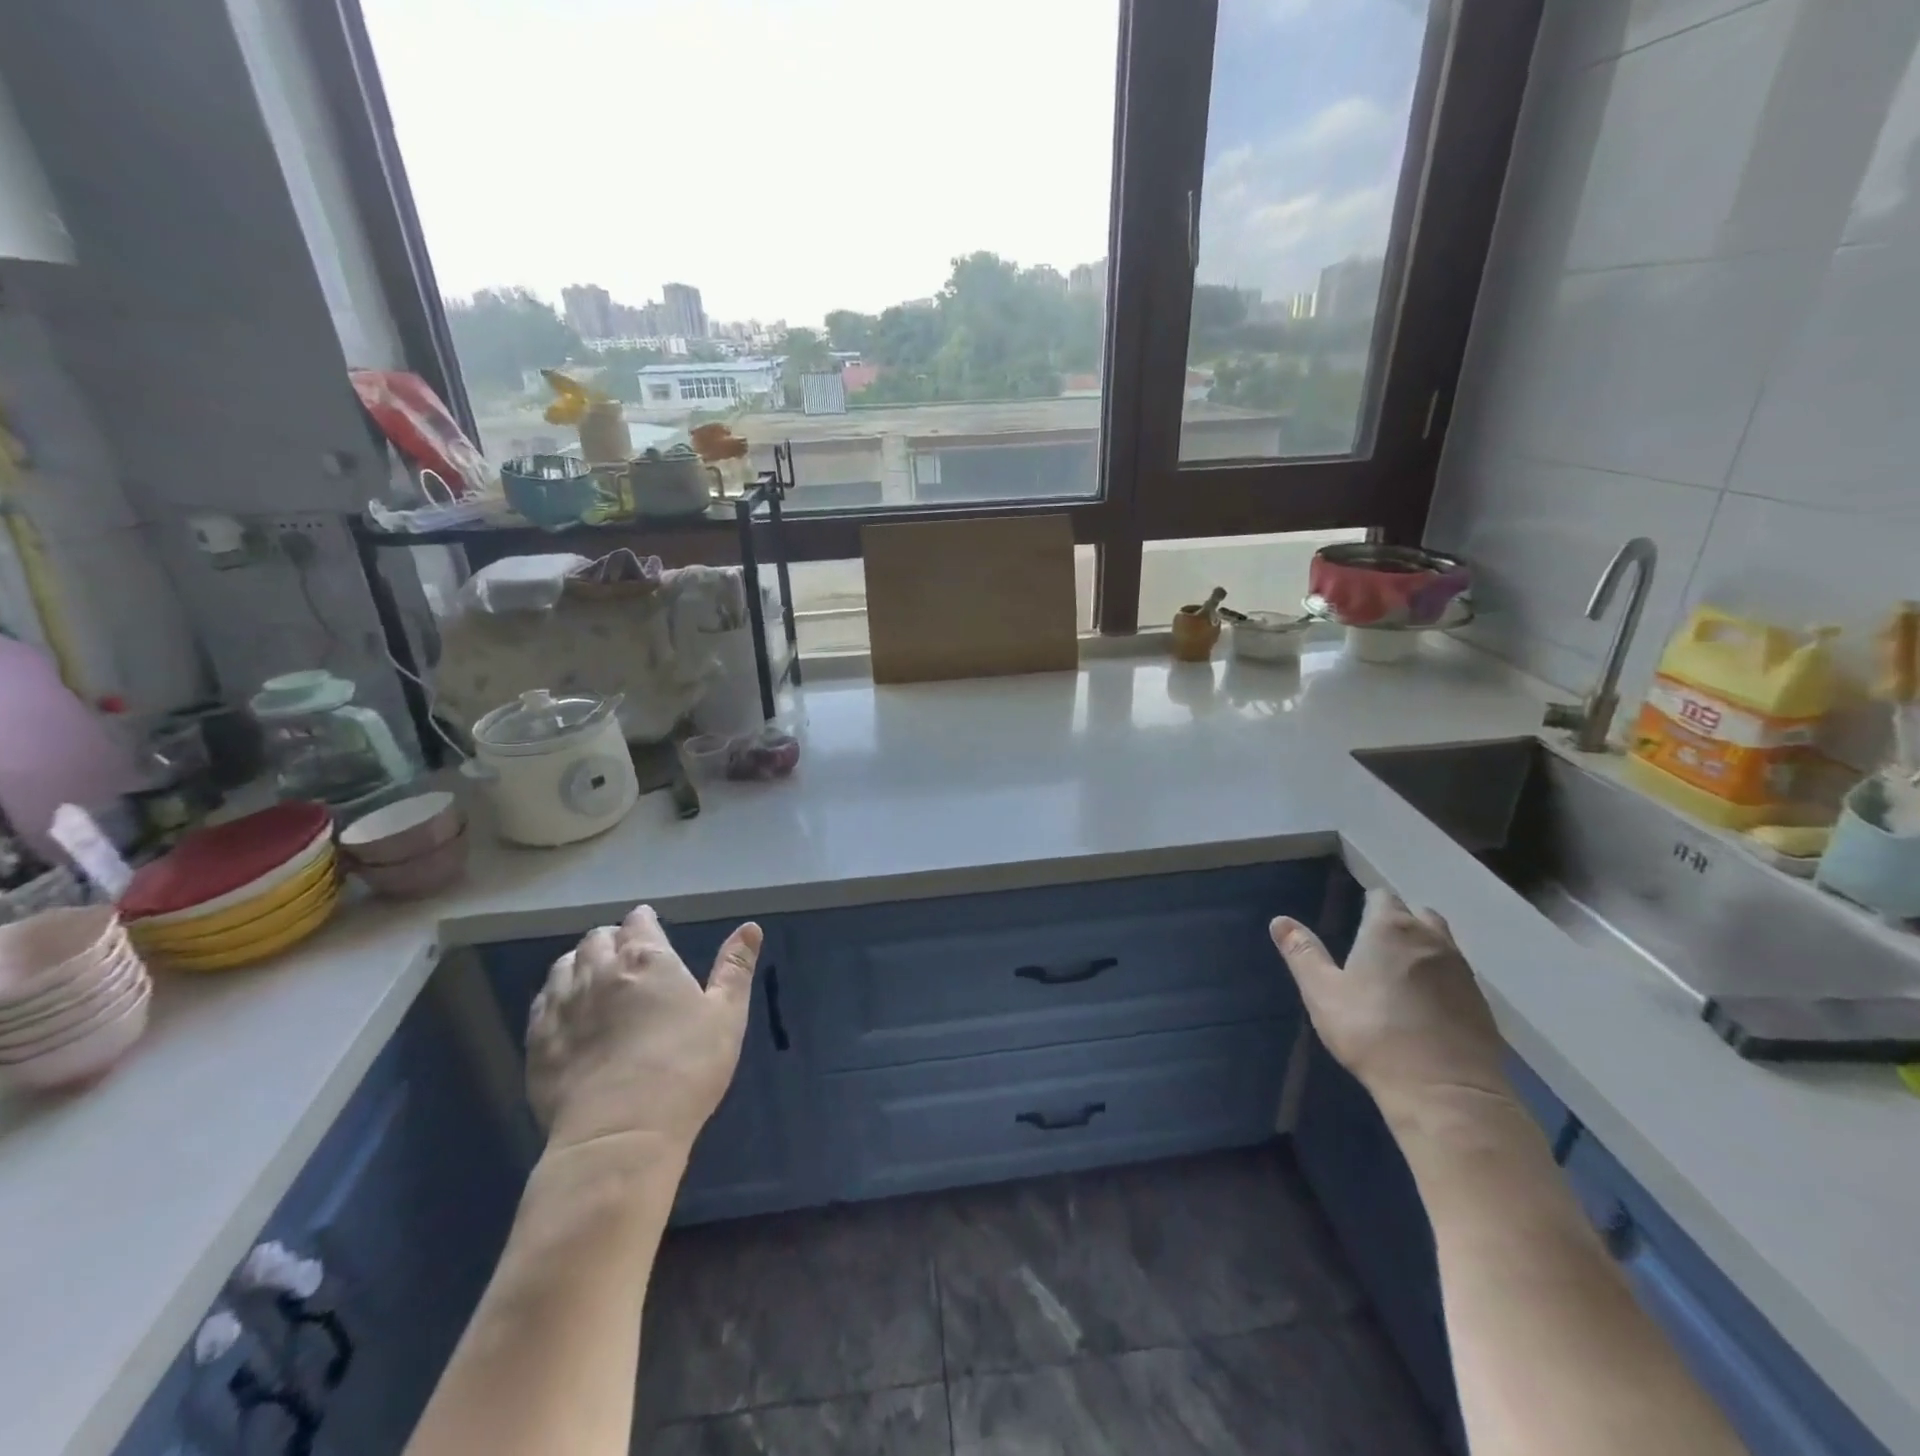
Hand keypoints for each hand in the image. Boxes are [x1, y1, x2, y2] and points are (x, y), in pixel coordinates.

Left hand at [526, 906, 761, 1159]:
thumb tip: (750, 927)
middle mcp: (599, 971)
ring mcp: (562, 1006)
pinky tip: (566, 1010)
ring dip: (580, 962)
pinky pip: (542, 1002)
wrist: (620, 1134)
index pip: (638, 922)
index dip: (644, 921)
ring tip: (593, 976)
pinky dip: (555, 995)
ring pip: (564, 966)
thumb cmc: (686, 1068)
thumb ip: (735, 968)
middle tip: (625, 953)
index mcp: (646, 959)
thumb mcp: (726, 1015)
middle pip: (597, 939)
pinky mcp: (537, 1042)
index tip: (650, 927)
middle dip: (612, 938)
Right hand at [1271, 889, 1508, 1120]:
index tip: (1357, 917)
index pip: (1382, 896)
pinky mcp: (1482, 1004)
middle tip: (1377, 943)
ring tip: (1402, 972)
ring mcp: (1462, 971)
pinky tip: (1427, 1004)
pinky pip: (1458, 975)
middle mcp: (1431, 939)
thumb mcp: (1322, 992)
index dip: (1369, 903)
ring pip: (1442, 943)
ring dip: (1424, 948)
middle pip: (1419, 913)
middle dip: (1400, 920)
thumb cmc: (1372, 1032)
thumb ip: (1302, 953)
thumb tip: (1279, 921)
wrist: (1444, 1090)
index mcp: (1389, 928)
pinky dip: (1442, 978)